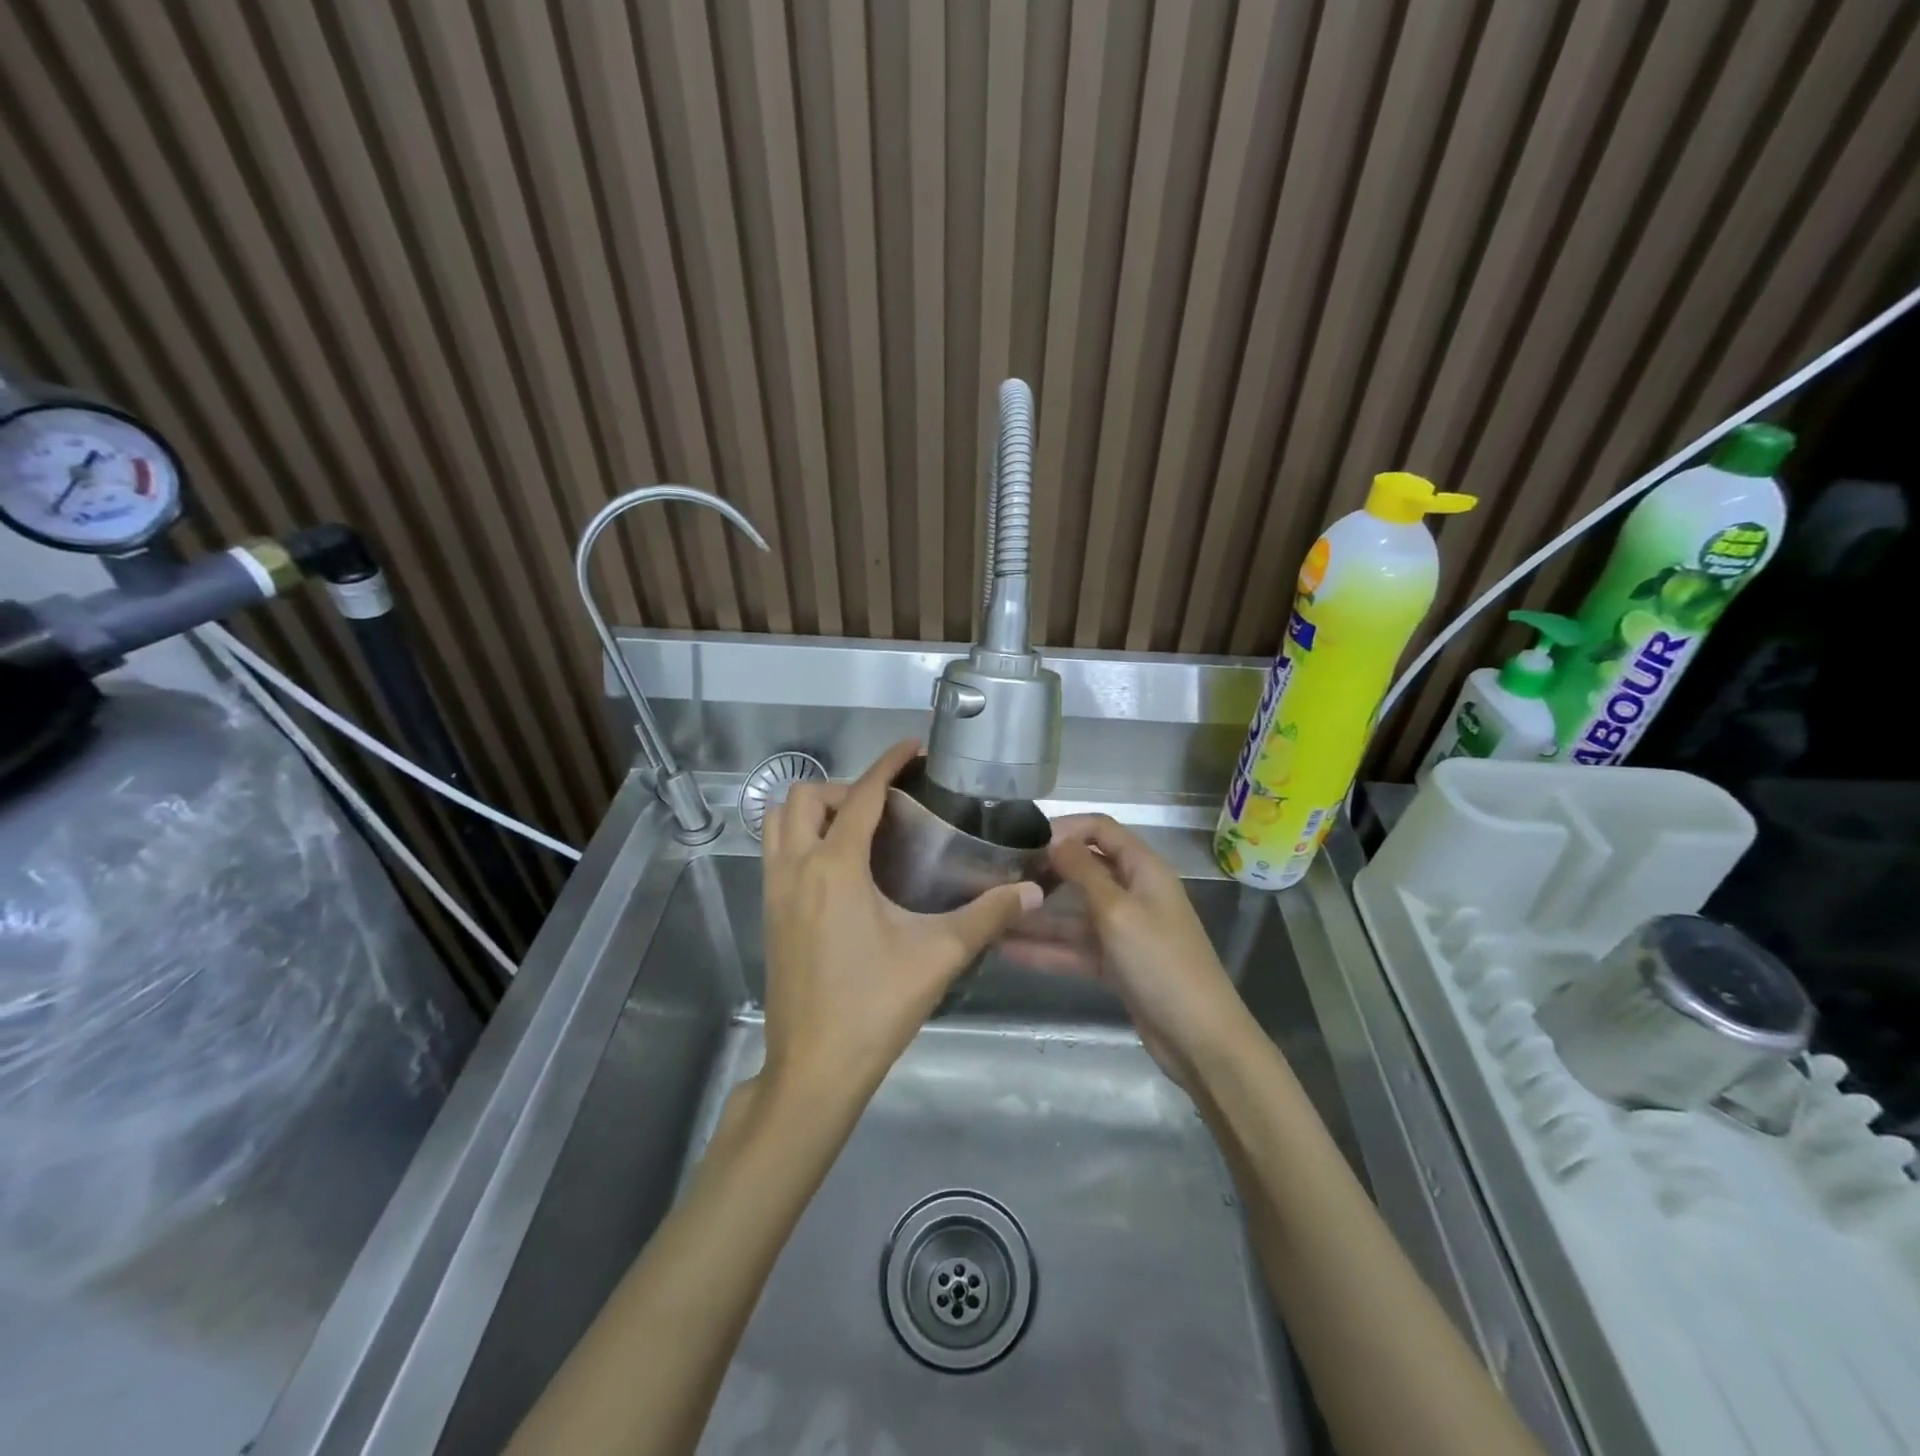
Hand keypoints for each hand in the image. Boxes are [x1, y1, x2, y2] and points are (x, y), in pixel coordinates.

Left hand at [760, 740, 1041, 1105]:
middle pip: (804, 798)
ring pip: (777, 823)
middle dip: (844, 788)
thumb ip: (988, 917)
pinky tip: (839, 870)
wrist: (815, 1068)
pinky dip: (800, 839)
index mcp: (835, 867)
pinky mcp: (768, 914)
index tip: (913, 748)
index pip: (860, 795)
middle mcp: (795, 868)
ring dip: (812, 811)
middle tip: (885, 808)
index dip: (888, 764)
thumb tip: (1031, 891)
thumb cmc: (876, 1006)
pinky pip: (774, 852)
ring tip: (857, 830)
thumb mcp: (938, 956)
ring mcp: (773, 891)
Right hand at [1008, 815, 1248, 1087]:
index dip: (1065, 827)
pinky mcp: (1115, 963)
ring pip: (1074, 913)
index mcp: (1143, 869)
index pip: (1101, 829)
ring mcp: (1124, 930)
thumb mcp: (1117, 912)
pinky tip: (1007, 950)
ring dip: (1037, 915)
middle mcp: (1133, 892)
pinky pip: (1075, 947)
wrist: (1199, 1039)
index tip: (1023, 839)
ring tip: (992, 915)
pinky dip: (1047, 948)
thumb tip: (1055, 838)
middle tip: (1000, 876)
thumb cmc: (1160, 963)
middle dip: (1045, 870)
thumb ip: (1083, 872)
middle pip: (1084, 869)